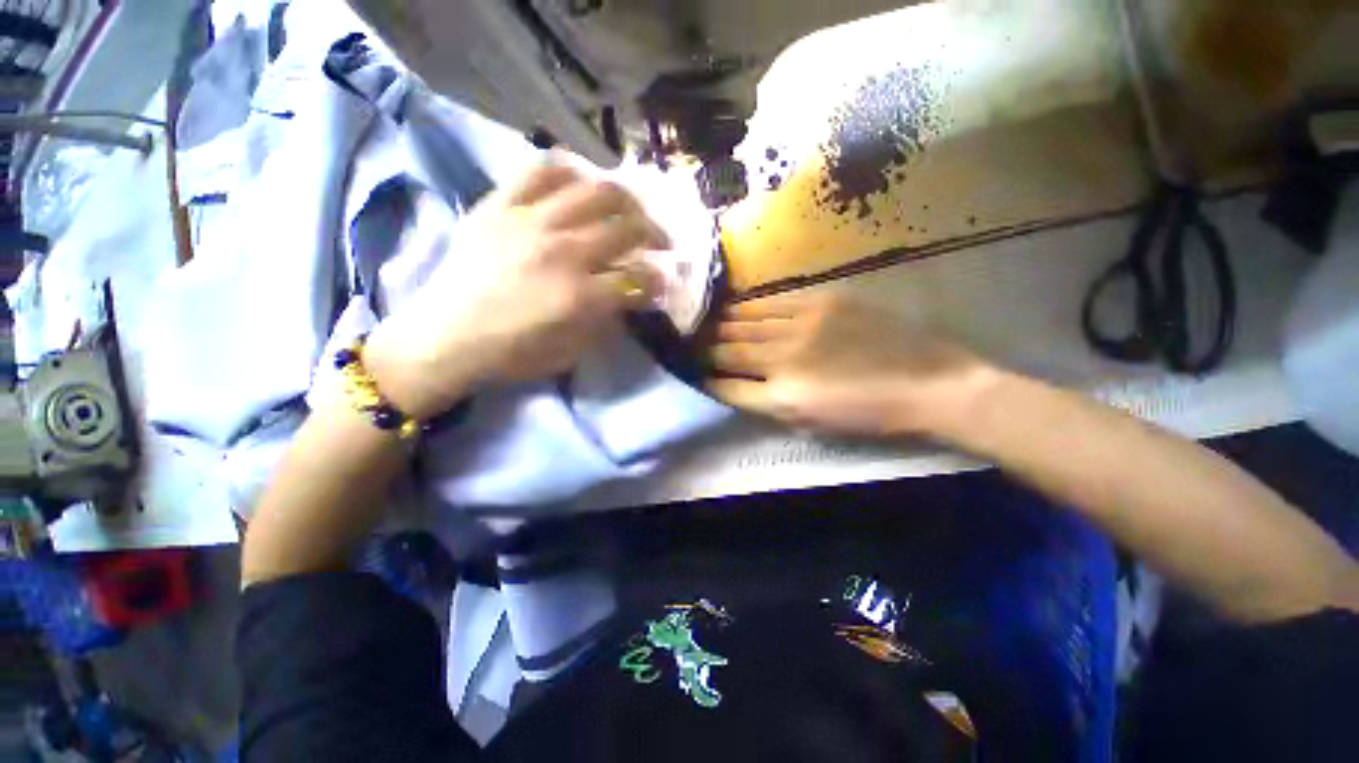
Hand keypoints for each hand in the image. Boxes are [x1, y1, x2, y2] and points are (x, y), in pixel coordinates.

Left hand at [365, 164, 669, 418]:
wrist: (443, 338)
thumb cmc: (512, 354)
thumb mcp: (571, 351)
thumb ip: (606, 320)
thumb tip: (630, 294)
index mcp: (580, 297)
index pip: (639, 278)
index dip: (659, 279)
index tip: (664, 280)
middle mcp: (562, 252)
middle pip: (626, 228)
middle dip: (655, 234)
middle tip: (659, 242)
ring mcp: (529, 222)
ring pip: (595, 191)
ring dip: (625, 200)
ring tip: (630, 208)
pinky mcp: (500, 205)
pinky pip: (542, 171)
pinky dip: (571, 171)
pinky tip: (583, 183)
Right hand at [706, 294, 997, 437]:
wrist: (930, 385)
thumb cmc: (870, 416)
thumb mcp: (814, 425)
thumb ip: (770, 404)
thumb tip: (738, 385)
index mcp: (784, 398)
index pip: (727, 387)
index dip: (706, 380)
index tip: (692, 372)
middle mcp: (784, 360)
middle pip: (731, 350)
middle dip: (705, 348)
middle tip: (687, 343)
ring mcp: (803, 326)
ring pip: (746, 323)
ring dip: (720, 325)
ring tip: (702, 322)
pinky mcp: (822, 302)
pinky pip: (772, 302)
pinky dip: (748, 305)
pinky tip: (733, 305)